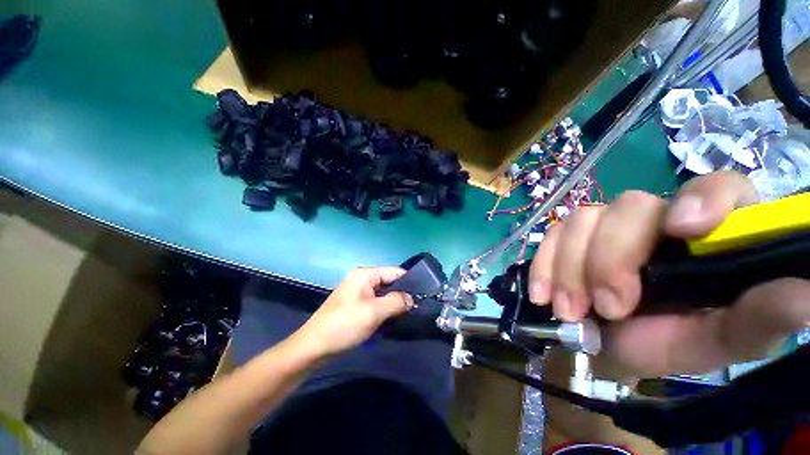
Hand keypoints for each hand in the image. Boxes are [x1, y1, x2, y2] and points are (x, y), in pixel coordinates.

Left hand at [292, 267, 413, 356]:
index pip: (394, 271)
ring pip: (383, 292)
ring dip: (393, 302)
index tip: (423, 294)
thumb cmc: (345, 324)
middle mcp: (362, 278)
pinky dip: (384, 308)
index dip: (409, 281)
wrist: (314, 347)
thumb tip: (412, 299)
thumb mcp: (374, 312)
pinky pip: (375, 301)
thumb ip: (397, 302)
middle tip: (415, 307)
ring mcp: (357, 291)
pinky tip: (392, 317)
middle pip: (389, 281)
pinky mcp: (355, 303)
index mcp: (365, 274)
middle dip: (402, 293)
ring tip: (407, 313)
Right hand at [529, 171, 809, 378]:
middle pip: (629, 207)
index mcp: (709, 234)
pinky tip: (543, 294)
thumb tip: (804, 293)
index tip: (682, 230)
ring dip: (570, 269)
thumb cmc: (670, 342)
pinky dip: (543, 265)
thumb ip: (759, 319)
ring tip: (570, 312)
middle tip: (607, 307)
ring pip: (581, 221)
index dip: (701, 199)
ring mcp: (605, 226)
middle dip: (611, 258)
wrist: (607, 347)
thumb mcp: (720, 340)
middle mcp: (655, 219)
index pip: (717, 186)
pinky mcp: (568, 238)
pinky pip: (550, 237)